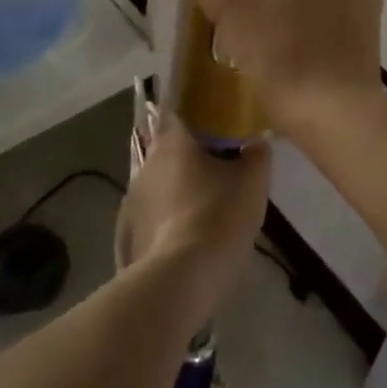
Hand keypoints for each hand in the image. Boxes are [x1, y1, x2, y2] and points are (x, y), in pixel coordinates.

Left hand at [117, 116, 271, 328]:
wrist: (181, 278)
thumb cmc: (219, 215)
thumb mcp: (253, 181)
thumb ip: (257, 153)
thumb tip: (257, 140)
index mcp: (173, 139)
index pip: (179, 109)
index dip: (197, 111)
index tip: (216, 120)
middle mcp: (147, 161)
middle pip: (170, 146)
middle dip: (191, 153)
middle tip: (219, 163)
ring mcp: (132, 198)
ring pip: (160, 180)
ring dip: (179, 185)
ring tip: (206, 201)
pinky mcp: (129, 231)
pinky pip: (153, 213)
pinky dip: (169, 216)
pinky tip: (188, 232)